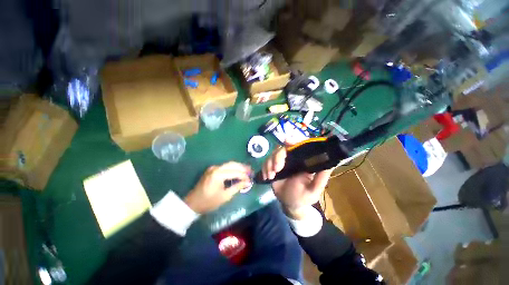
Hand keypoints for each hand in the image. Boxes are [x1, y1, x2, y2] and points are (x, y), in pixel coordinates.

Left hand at [185, 162, 251, 213]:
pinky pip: (225, 167)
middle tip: (251, 171)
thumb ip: (237, 187)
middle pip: (232, 164)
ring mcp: (213, 168)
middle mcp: (216, 168)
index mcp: (218, 174)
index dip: (244, 176)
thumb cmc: (209, 202)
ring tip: (247, 170)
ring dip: (238, 166)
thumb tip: (248, 182)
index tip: (251, 179)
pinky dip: (232, 168)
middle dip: (243, 167)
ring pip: (229, 164)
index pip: (235, 172)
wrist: (192, 203)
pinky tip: (238, 171)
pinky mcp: (212, 169)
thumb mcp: (225, 196)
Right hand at [262, 147, 332, 219]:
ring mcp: (281, 163)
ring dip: (269, 164)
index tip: (287, 141)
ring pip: (273, 154)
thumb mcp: (313, 190)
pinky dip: (264, 168)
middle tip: (276, 169)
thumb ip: (320, 178)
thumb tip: (332, 163)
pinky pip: (266, 162)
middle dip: (277, 157)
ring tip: (270, 176)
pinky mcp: (272, 167)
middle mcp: (292, 159)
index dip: (293, 141)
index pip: (298, 146)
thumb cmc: (303, 197)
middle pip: (282, 149)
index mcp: (302, 161)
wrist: (289, 204)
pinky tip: (267, 177)